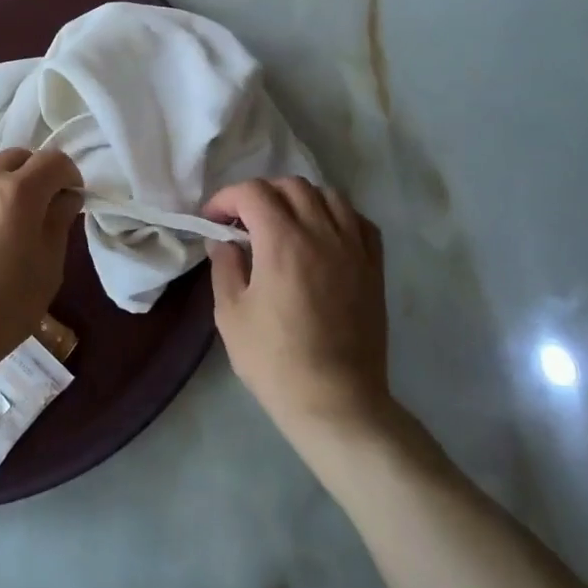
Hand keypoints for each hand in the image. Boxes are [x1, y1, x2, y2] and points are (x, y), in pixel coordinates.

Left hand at [0, 148, 82, 395]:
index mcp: (20, 193)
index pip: (54, 161)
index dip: (68, 173)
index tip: (69, 195)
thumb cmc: (1, 309)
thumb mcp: (47, 270)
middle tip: (37, 202)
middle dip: (34, 172)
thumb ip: (59, 224)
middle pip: (17, 155)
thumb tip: (67, 197)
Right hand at [204, 178, 391, 447]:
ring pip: (328, 195)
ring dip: (300, 199)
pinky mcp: (373, 267)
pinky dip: (337, 216)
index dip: (227, 198)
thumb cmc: (275, 361)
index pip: (252, 192)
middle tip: (244, 221)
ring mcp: (353, 248)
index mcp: (282, 242)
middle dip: (261, 194)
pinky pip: (359, 221)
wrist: (335, 402)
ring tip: (285, 223)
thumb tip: (223, 242)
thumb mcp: (231, 315)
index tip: (213, 220)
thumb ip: (225, 267)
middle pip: (291, 185)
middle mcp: (321, 233)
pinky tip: (323, 235)